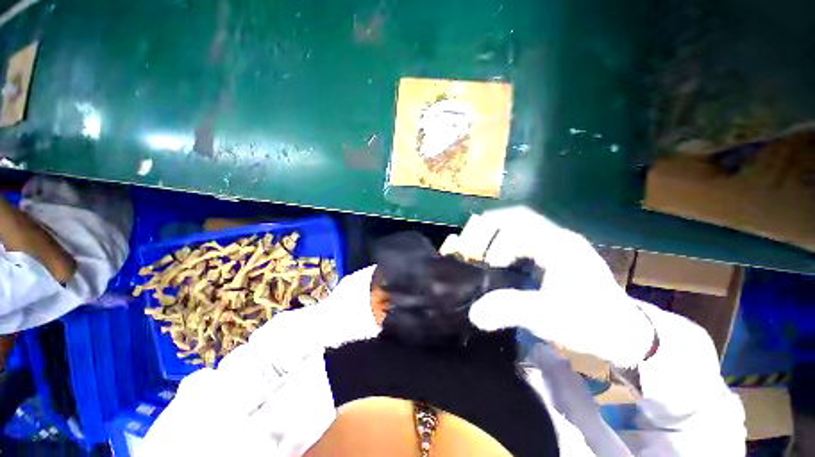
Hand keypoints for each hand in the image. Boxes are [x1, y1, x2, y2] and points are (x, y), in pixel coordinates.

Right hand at [447, 207, 654, 366]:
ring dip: (495, 231)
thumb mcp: (550, 318)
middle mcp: (557, 237)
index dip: (494, 239)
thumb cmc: (591, 323)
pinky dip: (503, 240)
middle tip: (469, 243)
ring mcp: (557, 243)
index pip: (519, 225)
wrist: (625, 333)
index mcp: (559, 245)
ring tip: (477, 245)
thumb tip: (474, 313)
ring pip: (519, 224)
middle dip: (489, 226)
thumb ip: (511, 310)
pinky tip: (495, 254)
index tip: (484, 262)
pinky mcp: (554, 253)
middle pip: (516, 217)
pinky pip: (523, 236)